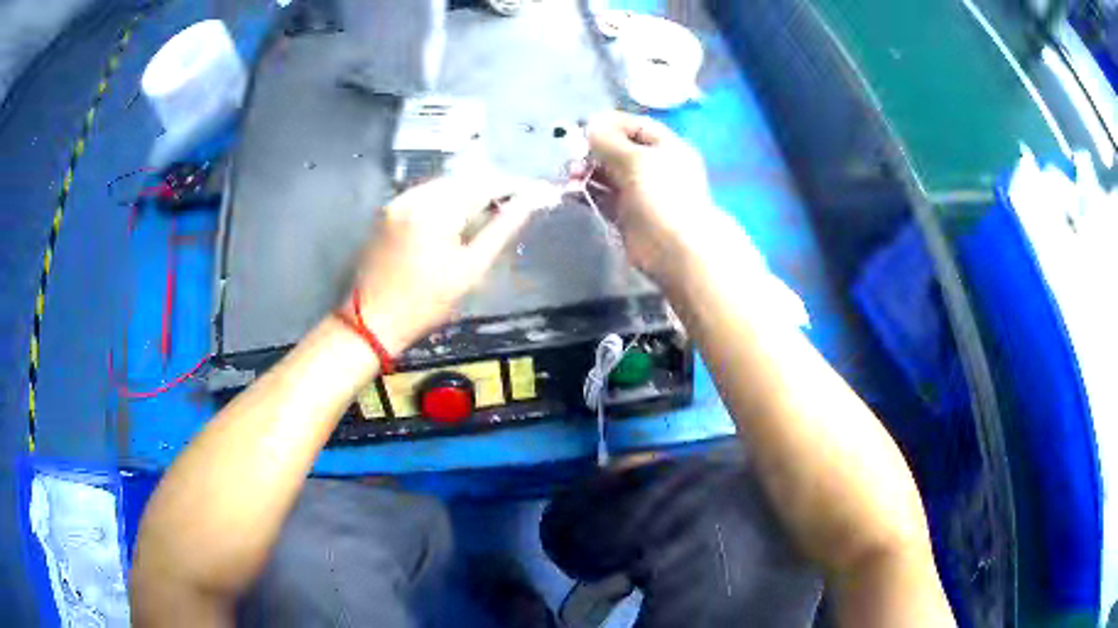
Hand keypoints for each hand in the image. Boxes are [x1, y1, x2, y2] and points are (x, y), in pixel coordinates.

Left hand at [349, 175, 544, 354]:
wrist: (372, 320)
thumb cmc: (426, 302)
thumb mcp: (470, 270)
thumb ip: (500, 230)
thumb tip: (529, 202)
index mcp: (436, 210)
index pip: (483, 185)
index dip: (511, 187)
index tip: (534, 191)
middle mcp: (414, 196)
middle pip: (461, 180)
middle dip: (488, 188)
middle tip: (512, 204)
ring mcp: (397, 201)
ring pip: (442, 185)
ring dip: (466, 193)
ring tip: (486, 212)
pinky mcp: (387, 210)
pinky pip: (424, 194)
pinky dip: (444, 200)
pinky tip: (454, 218)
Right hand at [587, 111, 723, 284]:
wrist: (675, 249)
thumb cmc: (661, 196)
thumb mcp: (635, 160)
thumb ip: (608, 141)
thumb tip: (591, 126)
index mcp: (666, 148)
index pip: (636, 126)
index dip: (610, 124)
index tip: (583, 128)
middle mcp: (654, 167)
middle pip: (618, 150)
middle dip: (593, 151)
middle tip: (573, 157)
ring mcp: (640, 192)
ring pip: (607, 174)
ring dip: (587, 172)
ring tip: (571, 176)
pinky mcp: (626, 215)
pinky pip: (603, 197)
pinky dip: (587, 192)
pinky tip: (572, 192)